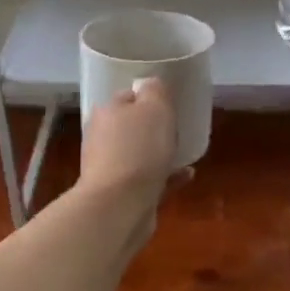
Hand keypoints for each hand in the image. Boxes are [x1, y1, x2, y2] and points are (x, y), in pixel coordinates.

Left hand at [76, 78, 189, 256]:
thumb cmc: (139, 149)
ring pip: (140, 154)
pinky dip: (167, 177)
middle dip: (154, 128)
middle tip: (178, 129)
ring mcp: (110, 168)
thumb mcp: (155, 107)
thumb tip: (151, 85)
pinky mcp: (121, 195)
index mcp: (107, 112)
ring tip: (185, 153)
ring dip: (160, 153)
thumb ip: (155, 91)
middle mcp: (103, 138)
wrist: (120, 206)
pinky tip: (186, 176)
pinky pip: (149, 180)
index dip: (149, 97)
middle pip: (132, 126)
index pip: (128, 96)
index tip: (170, 103)